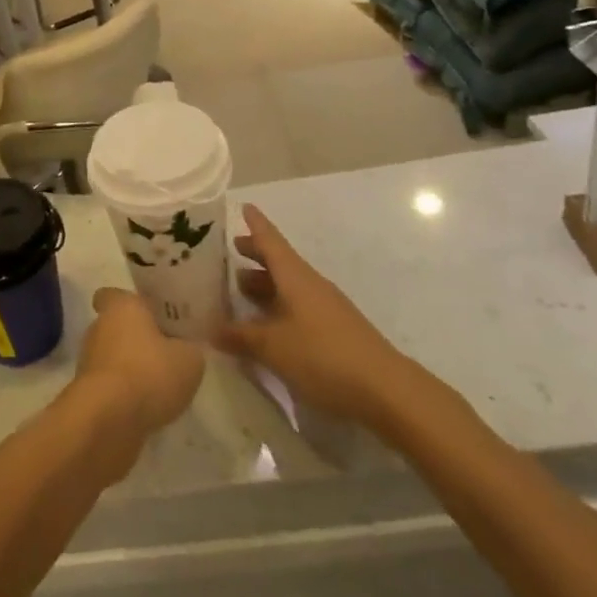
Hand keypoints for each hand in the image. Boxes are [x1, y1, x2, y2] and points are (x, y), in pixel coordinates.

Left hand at [72, 288, 205, 450]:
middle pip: (116, 327)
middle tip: (164, 353)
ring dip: (130, 369)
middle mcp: (99, 328)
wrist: (109, 420)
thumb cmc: (150, 373)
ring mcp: (89, 362)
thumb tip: (184, 350)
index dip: (130, 303)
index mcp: (121, 307)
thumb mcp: (189, 360)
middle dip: (135, 339)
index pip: (113, 295)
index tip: (150, 315)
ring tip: (159, 387)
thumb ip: (188, 349)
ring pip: (112, 358)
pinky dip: (124, 395)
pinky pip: (109, 387)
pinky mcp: (86, 394)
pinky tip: (146, 409)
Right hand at [216, 204, 415, 422]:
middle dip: (256, 254)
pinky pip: (298, 307)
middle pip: (279, 261)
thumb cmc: (323, 356)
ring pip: (288, 286)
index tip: (243, 205)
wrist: (385, 391)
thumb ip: (241, 336)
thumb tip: (210, 328)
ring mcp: (324, 308)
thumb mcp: (273, 347)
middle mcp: (310, 284)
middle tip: (231, 250)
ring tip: (240, 290)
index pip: (271, 240)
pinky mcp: (333, 331)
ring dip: (265, 284)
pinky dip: (277, 307)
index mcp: (295, 276)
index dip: (256, 224)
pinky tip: (266, 326)